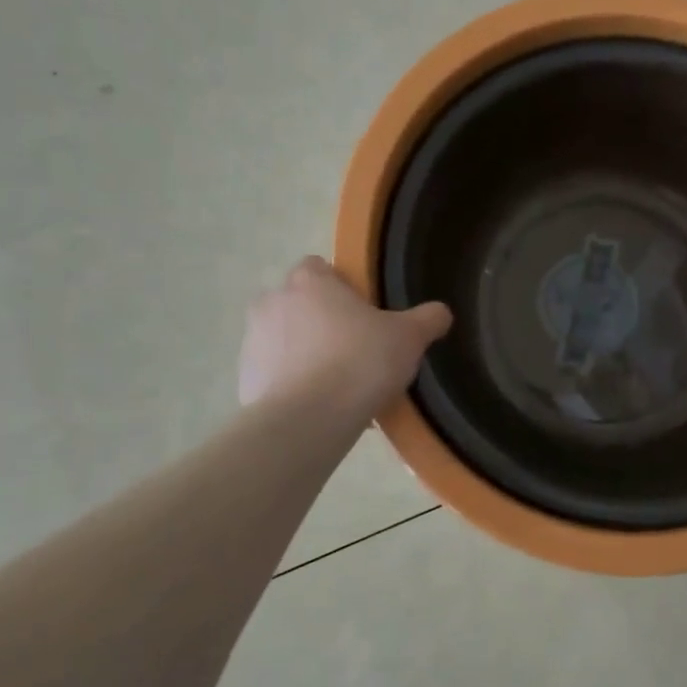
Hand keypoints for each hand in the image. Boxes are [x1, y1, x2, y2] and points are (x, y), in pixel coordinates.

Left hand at [238, 256, 450, 418]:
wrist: (308, 420)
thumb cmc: (359, 363)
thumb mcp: (409, 338)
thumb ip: (428, 319)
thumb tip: (441, 312)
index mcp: (309, 282)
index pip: (318, 267)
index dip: (341, 287)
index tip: (363, 313)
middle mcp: (272, 302)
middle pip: (299, 303)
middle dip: (322, 322)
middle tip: (355, 349)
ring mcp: (253, 341)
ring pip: (285, 340)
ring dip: (305, 353)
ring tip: (339, 385)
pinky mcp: (245, 379)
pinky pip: (274, 375)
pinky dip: (292, 385)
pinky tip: (320, 407)